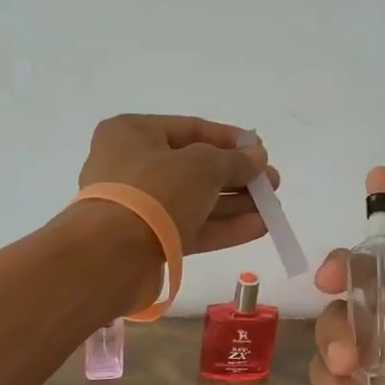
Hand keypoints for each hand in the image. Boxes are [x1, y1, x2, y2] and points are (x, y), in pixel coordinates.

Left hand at [77, 115, 277, 254]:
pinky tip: (258, 228)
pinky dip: (222, 227)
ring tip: (272, 208)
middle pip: (194, 168)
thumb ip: (235, 160)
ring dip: (234, 204)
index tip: (261, 151)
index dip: (230, 139)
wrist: (111, 255)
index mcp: (133, 133)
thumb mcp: (202, 166)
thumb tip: (258, 157)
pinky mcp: (146, 240)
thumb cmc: (155, 192)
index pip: (191, 129)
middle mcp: (131, 165)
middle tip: (271, 185)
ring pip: (194, 201)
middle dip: (237, 177)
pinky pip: (189, 227)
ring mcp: (137, 206)